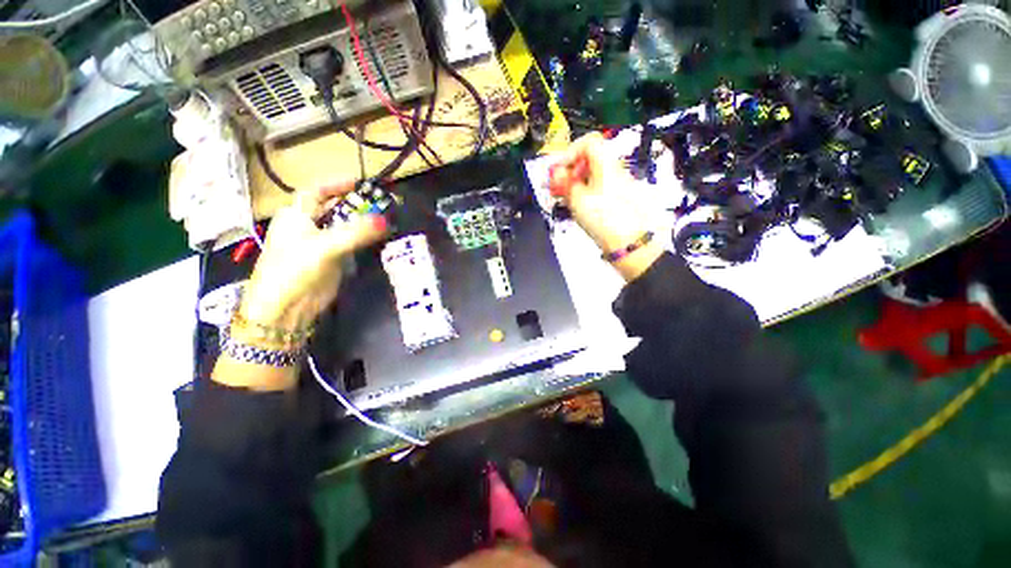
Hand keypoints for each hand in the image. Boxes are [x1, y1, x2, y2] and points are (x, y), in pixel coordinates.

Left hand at [241, 180, 387, 331]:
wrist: (285, 309)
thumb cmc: (295, 270)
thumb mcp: (324, 247)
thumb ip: (356, 232)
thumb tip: (386, 220)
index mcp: (297, 215)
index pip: (316, 192)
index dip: (336, 184)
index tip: (361, 183)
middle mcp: (308, 226)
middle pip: (333, 208)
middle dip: (356, 204)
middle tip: (382, 203)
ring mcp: (321, 244)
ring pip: (344, 227)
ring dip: (363, 222)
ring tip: (386, 219)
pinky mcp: (332, 261)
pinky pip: (351, 244)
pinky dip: (364, 239)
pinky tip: (379, 239)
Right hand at [549, 133, 662, 280]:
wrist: (629, 242)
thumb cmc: (603, 218)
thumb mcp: (578, 200)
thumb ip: (565, 183)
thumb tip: (556, 172)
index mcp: (606, 164)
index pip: (589, 142)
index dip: (570, 153)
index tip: (559, 170)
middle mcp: (613, 170)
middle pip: (589, 160)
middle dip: (570, 171)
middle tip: (557, 187)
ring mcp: (617, 185)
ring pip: (592, 176)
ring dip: (575, 183)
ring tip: (564, 199)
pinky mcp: (617, 199)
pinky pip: (597, 188)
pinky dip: (584, 193)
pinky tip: (576, 207)